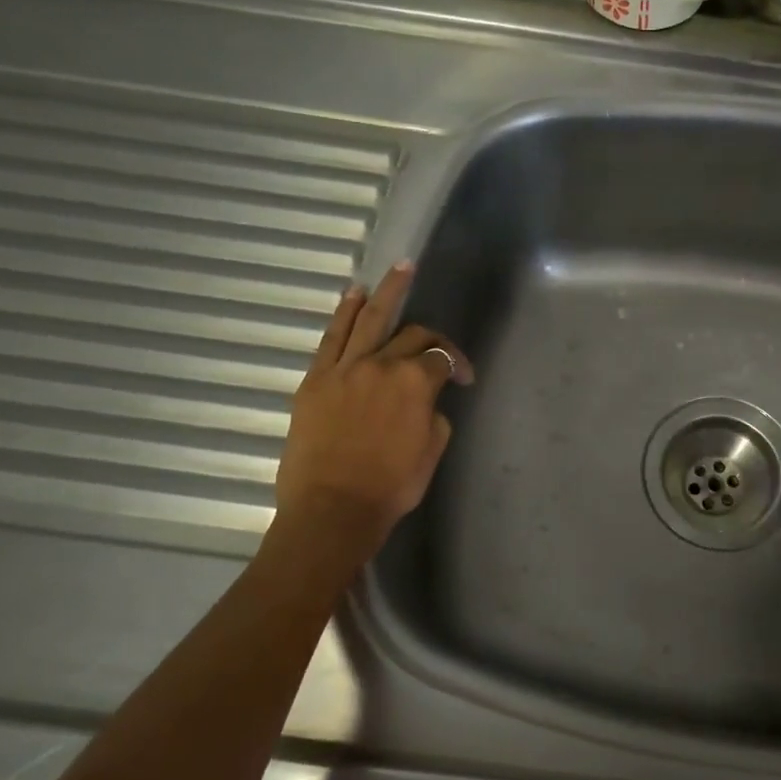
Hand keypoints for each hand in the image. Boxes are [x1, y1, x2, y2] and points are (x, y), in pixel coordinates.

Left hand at [273, 261, 473, 556]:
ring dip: (387, 291)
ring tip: (399, 269)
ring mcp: (344, 368)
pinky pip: (332, 338)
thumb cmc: (391, 487)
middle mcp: (381, 364)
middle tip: (437, 340)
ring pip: (369, 319)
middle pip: (411, 334)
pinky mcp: (316, 379)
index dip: (458, 364)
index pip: (441, 358)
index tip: (464, 380)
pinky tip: (354, 295)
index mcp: (415, 383)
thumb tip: (427, 402)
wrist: (333, 510)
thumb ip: (435, 416)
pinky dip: (344, 313)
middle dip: (430, 336)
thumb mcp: (431, 452)